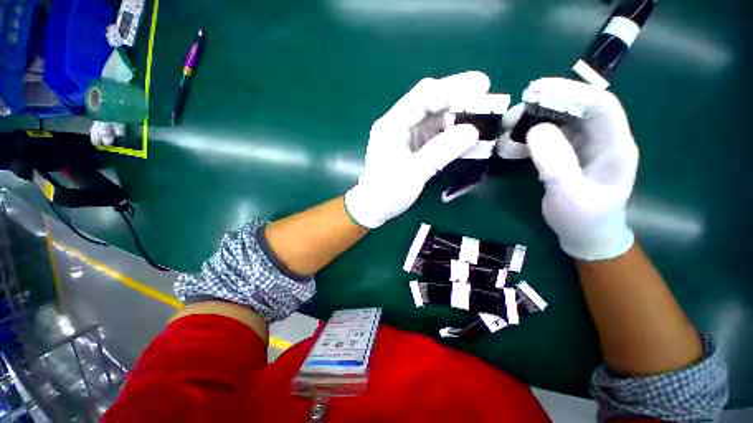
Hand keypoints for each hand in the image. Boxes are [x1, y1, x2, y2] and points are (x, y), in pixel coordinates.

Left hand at [345, 71, 489, 227]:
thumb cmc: (388, 192)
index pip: (423, 96)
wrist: (373, 207)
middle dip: (457, 99)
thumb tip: (473, 130)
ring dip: (456, 117)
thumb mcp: (413, 173)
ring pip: (433, 117)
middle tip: (485, 101)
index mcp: (392, 125)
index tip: (482, 86)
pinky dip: (450, 133)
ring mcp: (405, 135)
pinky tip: (465, 137)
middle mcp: (398, 124)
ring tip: (480, 120)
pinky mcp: (411, 146)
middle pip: (429, 102)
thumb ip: (441, 151)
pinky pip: (433, 133)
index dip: (452, 88)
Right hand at [504, 78, 638, 260]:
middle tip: (510, 118)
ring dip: (528, 125)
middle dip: (542, 108)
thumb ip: (555, 163)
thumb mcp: (568, 196)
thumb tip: (535, 129)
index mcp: (615, 147)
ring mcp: (582, 146)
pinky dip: (525, 140)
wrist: (585, 236)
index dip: (571, 93)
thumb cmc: (583, 220)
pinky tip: (508, 148)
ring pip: (556, 123)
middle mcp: (601, 140)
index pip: (600, 106)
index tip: (535, 92)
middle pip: (574, 109)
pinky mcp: (567, 154)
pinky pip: (546, 139)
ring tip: (503, 136)